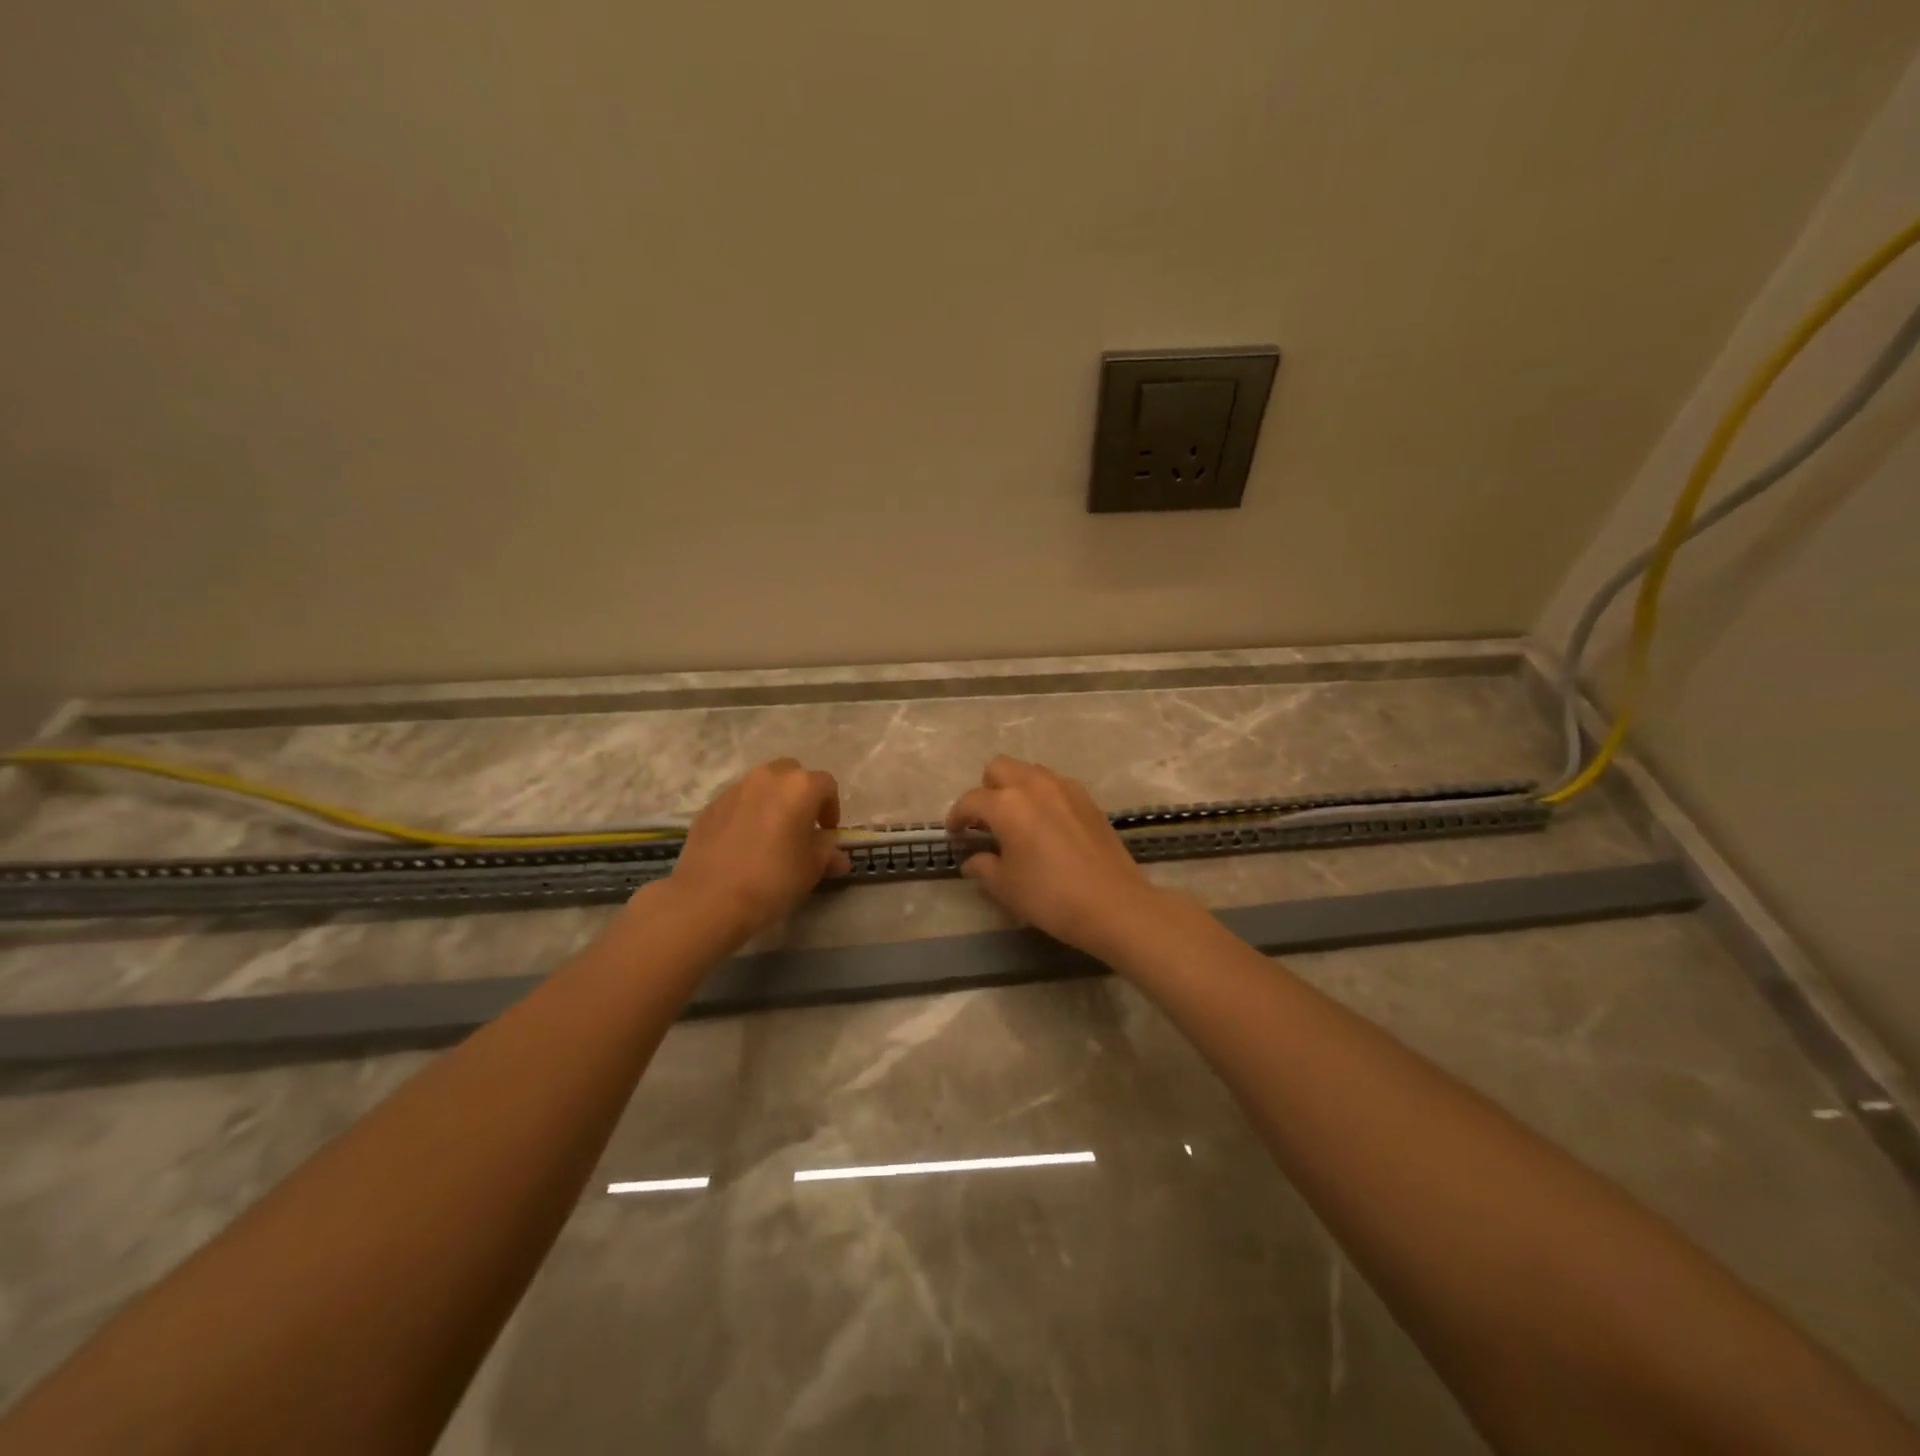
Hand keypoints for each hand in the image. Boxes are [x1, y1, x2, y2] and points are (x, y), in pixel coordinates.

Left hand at [665, 759, 850, 942]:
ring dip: (773, 801)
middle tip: (801, 825)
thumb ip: (828, 853)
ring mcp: (734, 789)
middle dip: (800, 794)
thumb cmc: (772, 880)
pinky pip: (738, 801)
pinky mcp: (710, 806)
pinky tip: (743, 843)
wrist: (708, 899)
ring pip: (762, 785)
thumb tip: (837, 855)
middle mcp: (767, 778)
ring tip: (771, 833)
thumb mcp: (811, 869)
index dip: (831, 807)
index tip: (827, 832)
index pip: (827, 785)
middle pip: (792, 774)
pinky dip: (747, 813)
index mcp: (799, 787)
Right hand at [945, 756, 1163, 957]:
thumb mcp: (1006, 887)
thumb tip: (973, 860)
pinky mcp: (1087, 799)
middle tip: (985, 821)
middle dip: (986, 789)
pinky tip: (1046, 825)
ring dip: (1015, 788)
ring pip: (1029, 771)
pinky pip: (1055, 784)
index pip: (970, 800)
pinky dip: (1042, 796)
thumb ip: (983, 867)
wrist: (1114, 905)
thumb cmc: (1050, 897)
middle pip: (999, 768)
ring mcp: (1065, 788)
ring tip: (1016, 820)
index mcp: (1007, 804)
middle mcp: (1034, 785)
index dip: (956, 816)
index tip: (954, 833)